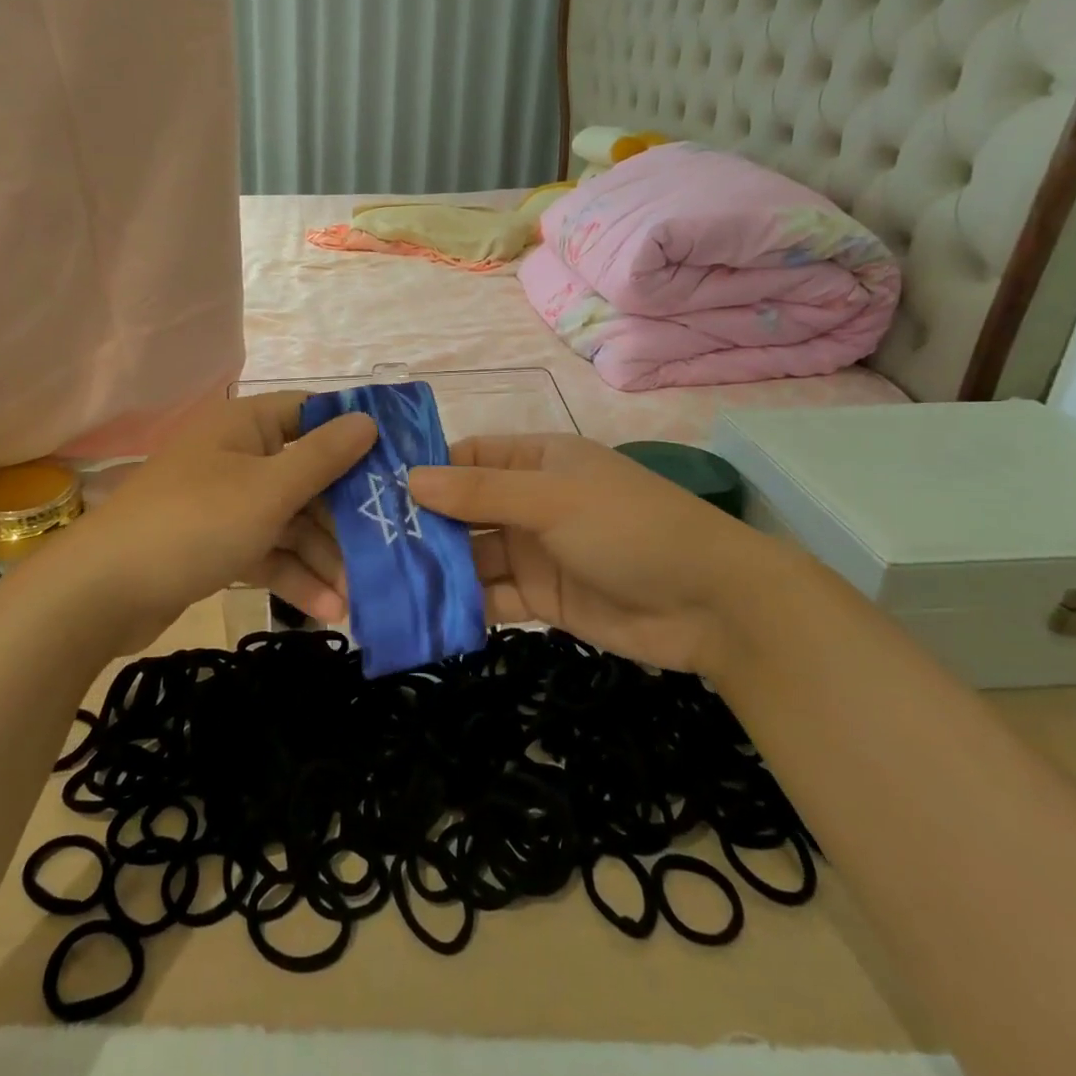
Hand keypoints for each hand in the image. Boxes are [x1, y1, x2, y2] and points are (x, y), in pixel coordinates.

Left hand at [62, 391, 374, 649]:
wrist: (102, 592)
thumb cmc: (194, 523)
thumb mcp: (268, 490)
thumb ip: (323, 457)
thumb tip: (369, 420)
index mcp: (245, 425)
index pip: (311, 415)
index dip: (355, 437)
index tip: (398, 466)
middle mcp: (237, 456)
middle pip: (307, 476)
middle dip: (344, 517)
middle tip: (389, 546)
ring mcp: (226, 502)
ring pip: (290, 520)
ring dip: (323, 557)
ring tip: (359, 596)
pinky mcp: (217, 543)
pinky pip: (267, 550)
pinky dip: (293, 575)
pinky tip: (328, 610)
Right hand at [408, 433, 799, 676]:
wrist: (712, 605)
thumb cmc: (630, 528)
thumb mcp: (553, 500)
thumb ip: (482, 493)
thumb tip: (411, 480)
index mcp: (535, 461)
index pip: (466, 458)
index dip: (423, 471)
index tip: (371, 492)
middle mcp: (529, 502)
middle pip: (462, 510)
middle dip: (420, 526)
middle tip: (362, 546)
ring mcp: (533, 551)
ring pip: (472, 556)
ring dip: (436, 569)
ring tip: (381, 585)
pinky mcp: (540, 598)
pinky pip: (491, 597)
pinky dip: (463, 606)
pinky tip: (425, 616)